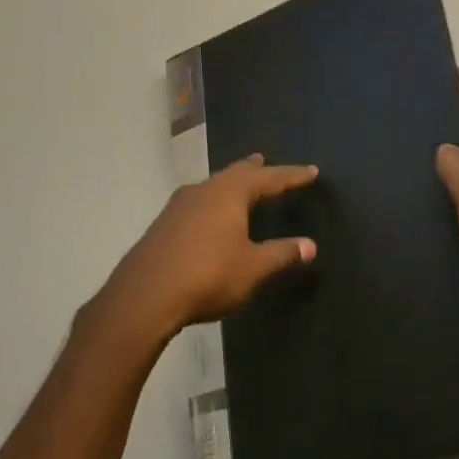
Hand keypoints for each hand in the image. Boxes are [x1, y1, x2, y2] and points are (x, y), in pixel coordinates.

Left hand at [91, 155, 318, 345]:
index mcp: (230, 193)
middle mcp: (203, 190)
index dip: (292, 176)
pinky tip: (210, 215)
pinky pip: (197, 203)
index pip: (269, 178)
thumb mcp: (254, 268)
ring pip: (212, 186)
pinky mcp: (164, 225)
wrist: (146, 296)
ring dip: (230, 184)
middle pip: (235, 173)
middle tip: (266, 161)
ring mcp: (178, 206)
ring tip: (241, 184)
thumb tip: (310, 245)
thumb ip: (282, 254)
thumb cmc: (209, 276)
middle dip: (254, 170)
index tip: (311, 172)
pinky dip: (213, 202)